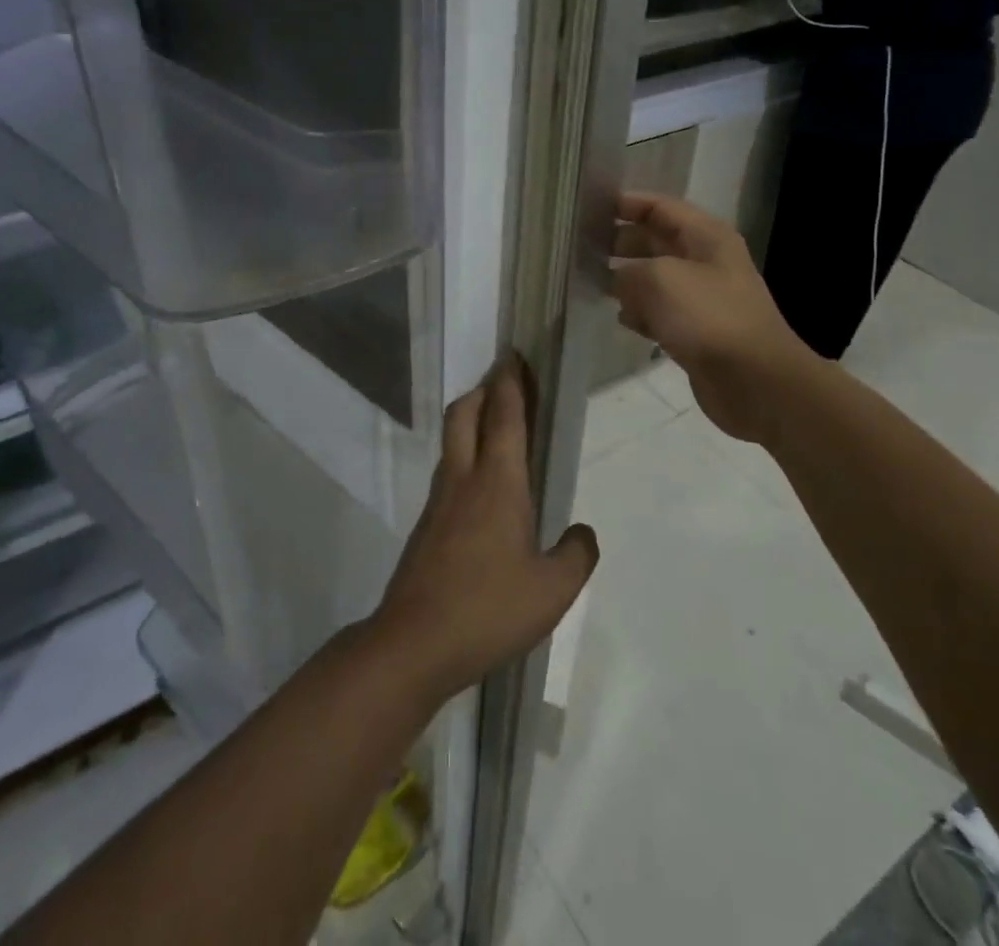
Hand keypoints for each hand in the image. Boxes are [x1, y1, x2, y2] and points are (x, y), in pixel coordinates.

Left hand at [369, 360, 598, 702]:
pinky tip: (481, 485)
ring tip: (496, 427)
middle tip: (505, 382)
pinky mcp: (426, 525)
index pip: (505, 417)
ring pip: (452, 440)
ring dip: (471, 420)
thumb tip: (583, 533)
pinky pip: (448, 471)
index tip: (514, 357)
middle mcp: (464, 479)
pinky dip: (464, 455)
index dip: (511, 383)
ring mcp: (439, 501)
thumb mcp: (553, 591)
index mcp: (498, 483)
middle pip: (465, 414)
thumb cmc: (489, 609)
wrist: (415, 642)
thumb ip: (576, 556)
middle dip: (484, 390)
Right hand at [609, 192, 814, 443]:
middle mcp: (706, 261)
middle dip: (622, 242)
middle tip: (583, 248)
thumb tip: (616, 282)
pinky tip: (621, 318)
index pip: (661, 207)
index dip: (627, 203)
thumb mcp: (658, 280)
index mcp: (706, 236)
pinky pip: (662, 312)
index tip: (590, 210)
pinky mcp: (698, 331)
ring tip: (592, 282)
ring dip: (627, 280)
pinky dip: (641, 312)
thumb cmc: (708, 317)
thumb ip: (627, 273)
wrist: (755, 381)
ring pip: (656, 278)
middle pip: (657, 241)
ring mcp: (703, 298)